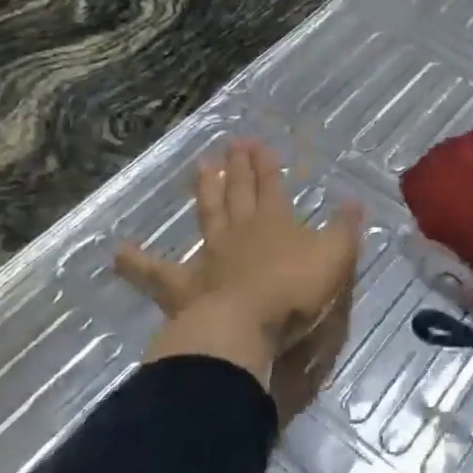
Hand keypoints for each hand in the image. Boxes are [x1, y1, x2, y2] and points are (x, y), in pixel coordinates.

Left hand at [118, 139, 363, 418]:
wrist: (245, 328)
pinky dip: (137, 264)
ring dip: (205, 191)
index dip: (266, 165)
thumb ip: (345, 228)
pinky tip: (117, 253)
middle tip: (232, 144)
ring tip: (201, 166)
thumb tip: (355, 200)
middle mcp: (240, 231)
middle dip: (238, 168)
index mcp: (275, 222)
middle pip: (238, 193)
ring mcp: (209, 256)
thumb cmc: (294, 292)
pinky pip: (156, 274)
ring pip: (207, 215)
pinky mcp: (184, 287)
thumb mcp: (334, 258)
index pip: (271, 186)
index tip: (259, 144)